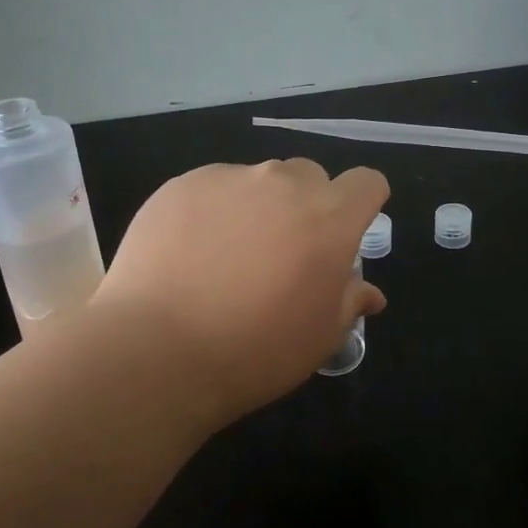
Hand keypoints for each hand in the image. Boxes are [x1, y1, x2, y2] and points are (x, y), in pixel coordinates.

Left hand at [93, 158, 387, 426]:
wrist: (158, 350)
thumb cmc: (256, 350)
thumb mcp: (320, 337)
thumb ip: (349, 302)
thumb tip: (369, 293)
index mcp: (330, 218)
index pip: (366, 182)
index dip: (362, 203)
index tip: (346, 231)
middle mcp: (284, 184)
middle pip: (310, 177)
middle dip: (307, 206)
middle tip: (283, 252)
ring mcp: (229, 178)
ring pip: (258, 181)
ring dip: (257, 207)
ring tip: (228, 256)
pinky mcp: (182, 184)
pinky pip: (212, 188)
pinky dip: (212, 212)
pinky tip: (189, 254)